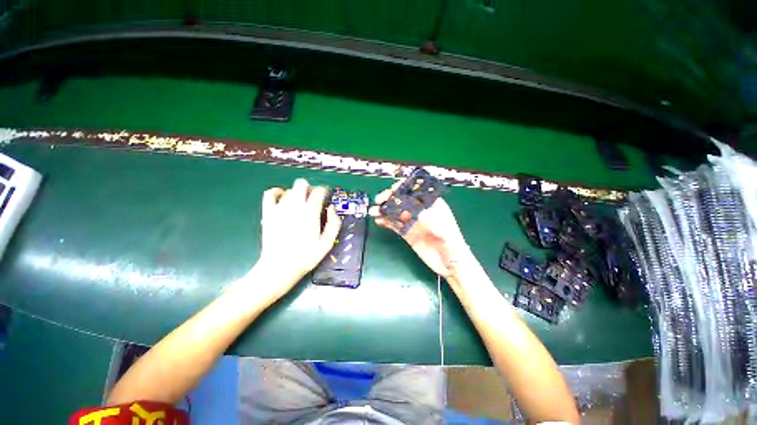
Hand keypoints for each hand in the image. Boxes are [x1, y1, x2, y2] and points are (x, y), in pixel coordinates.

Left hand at [253, 179, 341, 298]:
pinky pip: (270, 194)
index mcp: (311, 212)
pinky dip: (277, 192)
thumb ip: (334, 223)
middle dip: (310, 189)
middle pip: (302, 184)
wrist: (280, 267)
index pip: (319, 191)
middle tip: (313, 200)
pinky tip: (282, 198)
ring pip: (290, 190)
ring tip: (300, 204)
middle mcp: (295, 206)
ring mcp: (279, 208)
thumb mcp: (327, 242)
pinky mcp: (268, 213)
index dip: (325, 191)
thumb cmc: (306, 256)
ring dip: (297, 194)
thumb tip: (332, 209)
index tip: (326, 197)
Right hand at [371, 183, 470, 278]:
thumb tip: (416, 211)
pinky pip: (395, 225)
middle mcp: (421, 212)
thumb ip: (431, 222)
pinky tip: (378, 220)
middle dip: (391, 198)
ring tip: (374, 211)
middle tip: (379, 200)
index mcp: (433, 206)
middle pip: (404, 200)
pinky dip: (386, 222)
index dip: (405, 188)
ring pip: (397, 212)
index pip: (417, 192)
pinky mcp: (408, 234)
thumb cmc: (453, 246)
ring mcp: (413, 223)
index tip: (393, 189)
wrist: (450, 265)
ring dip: (385, 210)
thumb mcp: (444, 232)